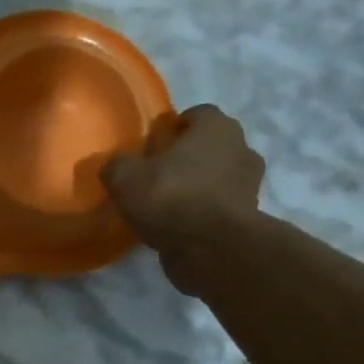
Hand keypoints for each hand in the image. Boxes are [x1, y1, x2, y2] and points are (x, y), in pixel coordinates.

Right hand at [102, 104, 264, 266]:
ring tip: (170, 206)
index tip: (154, 149)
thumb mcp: (126, 180)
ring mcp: (250, 184)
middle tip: (160, 176)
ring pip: (219, 177)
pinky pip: (221, 207)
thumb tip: (113, 166)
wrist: (211, 248)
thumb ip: (116, 167)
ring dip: (200, 186)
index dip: (173, 129)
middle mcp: (241, 148)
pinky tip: (182, 227)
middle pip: (211, 146)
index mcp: (216, 126)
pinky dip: (206, 213)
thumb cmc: (171, 198)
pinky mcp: (249, 217)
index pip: (197, 114)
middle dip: (189, 158)